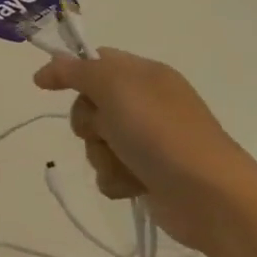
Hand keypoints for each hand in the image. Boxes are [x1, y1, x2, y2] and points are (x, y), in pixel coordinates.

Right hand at [33, 48, 256, 254]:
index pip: (96, 60)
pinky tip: (134, 185)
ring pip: (96, 141)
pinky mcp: (147, 174)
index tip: (46, 86)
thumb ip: (75, 71)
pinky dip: (116, 178)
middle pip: (89, 104)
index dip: (69, 71)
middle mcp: (146, 103)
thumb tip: (46, 68)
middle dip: (88, 122)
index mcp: (144, 74)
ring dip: (102, 155)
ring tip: (126, 164)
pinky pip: (109, 170)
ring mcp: (148, 140)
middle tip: (106, 130)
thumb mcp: (114, 87)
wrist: (210, 196)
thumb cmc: (161, 132)